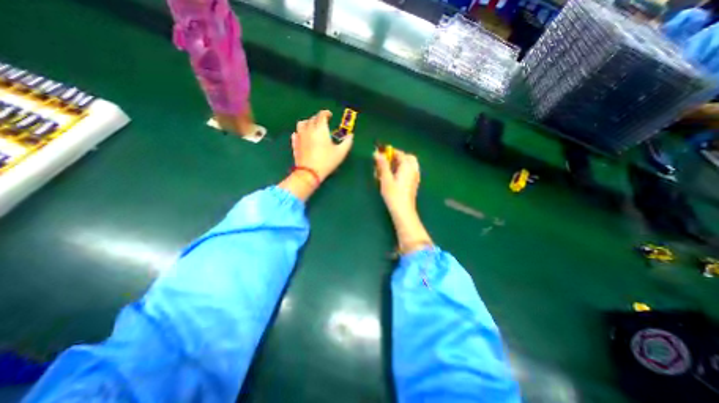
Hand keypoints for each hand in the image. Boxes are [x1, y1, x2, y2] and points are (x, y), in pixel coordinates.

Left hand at [291, 109, 353, 178]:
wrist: (309, 172)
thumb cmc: (327, 161)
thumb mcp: (341, 153)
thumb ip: (347, 142)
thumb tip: (351, 135)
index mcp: (320, 129)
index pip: (322, 115)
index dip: (326, 113)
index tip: (330, 115)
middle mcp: (309, 129)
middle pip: (312, 118)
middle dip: (318, 118)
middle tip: (323, 123)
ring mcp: (300, 135)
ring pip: (302, 123)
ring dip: (308, 123)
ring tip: (313, 127)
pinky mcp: (294, 143)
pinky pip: (296, 133)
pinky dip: (301, 132)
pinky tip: (304, 136)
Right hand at [374, 148, 419, 216]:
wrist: (403, 211)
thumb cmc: (393, 194)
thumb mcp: (385, 178)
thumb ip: (382, 165)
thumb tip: (377, 153)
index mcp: (407, 166)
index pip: (399, 153)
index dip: (389, 152)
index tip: (379, 153)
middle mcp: (413, 169)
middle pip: (407, 157)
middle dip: (396, 157)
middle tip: (386, 161)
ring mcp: (415, 176)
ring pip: (409, 164)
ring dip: (399, 163)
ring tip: (388, 170)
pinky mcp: (413, 183)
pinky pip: (409, 171)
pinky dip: (402, 170)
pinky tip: (394, 177)